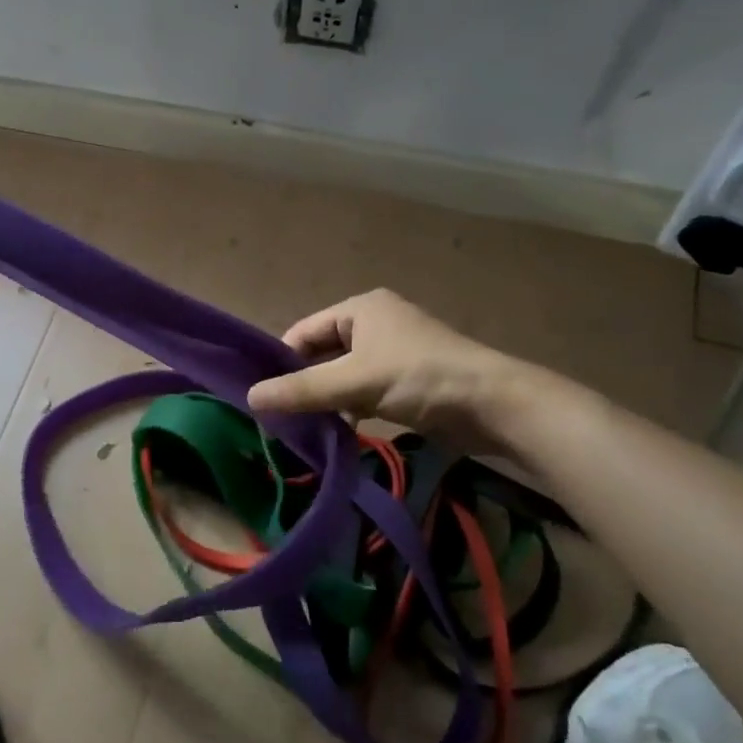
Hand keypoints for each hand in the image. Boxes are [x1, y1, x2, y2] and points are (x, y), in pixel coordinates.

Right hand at [246, 288, 561, 454]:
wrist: (493, 404)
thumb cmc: (419, 377)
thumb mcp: (354, 381)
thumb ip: (301, 389)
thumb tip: (249, 397)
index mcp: (360, 308)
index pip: (303, 331)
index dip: (281, 360)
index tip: (262, 394)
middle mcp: (374, 324)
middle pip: (322, 354)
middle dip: (302, 383)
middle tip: (277, 416)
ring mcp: (392, 354)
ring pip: (342, 376)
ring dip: (325, 400)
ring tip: (302, 429)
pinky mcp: (406, 382)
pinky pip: (363, 392)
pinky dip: (349, 410)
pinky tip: (337, 433)